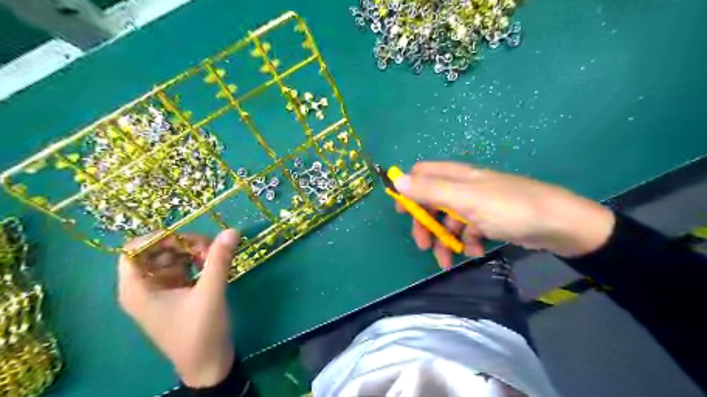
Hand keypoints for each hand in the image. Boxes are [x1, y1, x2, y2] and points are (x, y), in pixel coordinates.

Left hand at [116, 229, 237, 386]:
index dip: (158, 238)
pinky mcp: (176, 293)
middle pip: (156, 251)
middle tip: (210, 247)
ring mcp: (161, 290)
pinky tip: (213, 264)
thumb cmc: (200, 332)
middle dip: (182, 244)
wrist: (208, 363)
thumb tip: (231, 230)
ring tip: (214, 256)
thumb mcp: (210, 293)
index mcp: (138, 289)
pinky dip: (196, 261)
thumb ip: (219, 260)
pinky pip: (182, 267)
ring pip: (171, 258)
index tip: (188, 238)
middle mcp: (144, 287)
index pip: (134, 250)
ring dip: (192, 252)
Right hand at [393, 162, 613, 269]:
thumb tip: (396, 180)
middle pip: (431, 201)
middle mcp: (463, 187)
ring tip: (447, 261)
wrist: (558, 225)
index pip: (422, 174)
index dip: (408, 190)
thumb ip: (430, 190)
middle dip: (425, 224)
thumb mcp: (465, 199)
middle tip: (423, 245)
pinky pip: (467, 230)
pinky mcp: (488, 219)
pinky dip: (466, 242)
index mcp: (456, 176)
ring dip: (445, 240)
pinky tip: (475, 252)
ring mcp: (476, 204)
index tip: (402, 212)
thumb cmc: (509, 208)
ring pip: (448, 220)